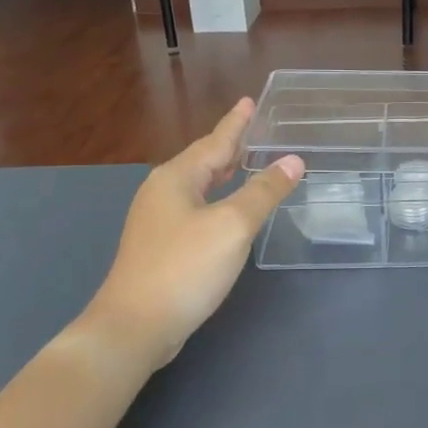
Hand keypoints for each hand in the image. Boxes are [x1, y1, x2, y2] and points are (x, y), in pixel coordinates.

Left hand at [84, 99, 302, 371]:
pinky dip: (215, 198)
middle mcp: (162, 193)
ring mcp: (156, 221)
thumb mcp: (232, 226)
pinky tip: (226, 210)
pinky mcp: (159, 247)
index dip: (236, 123)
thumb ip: (263, 191)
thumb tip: (293, 160)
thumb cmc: (184, 268)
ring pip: (197, 186)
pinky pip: (194, 208)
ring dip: (222, 173)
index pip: (215, 142)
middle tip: (254, 130)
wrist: (135, 326)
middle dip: (229, 146)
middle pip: (203, 161)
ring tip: (243, 162)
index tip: (249, 101)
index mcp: (176, 178)